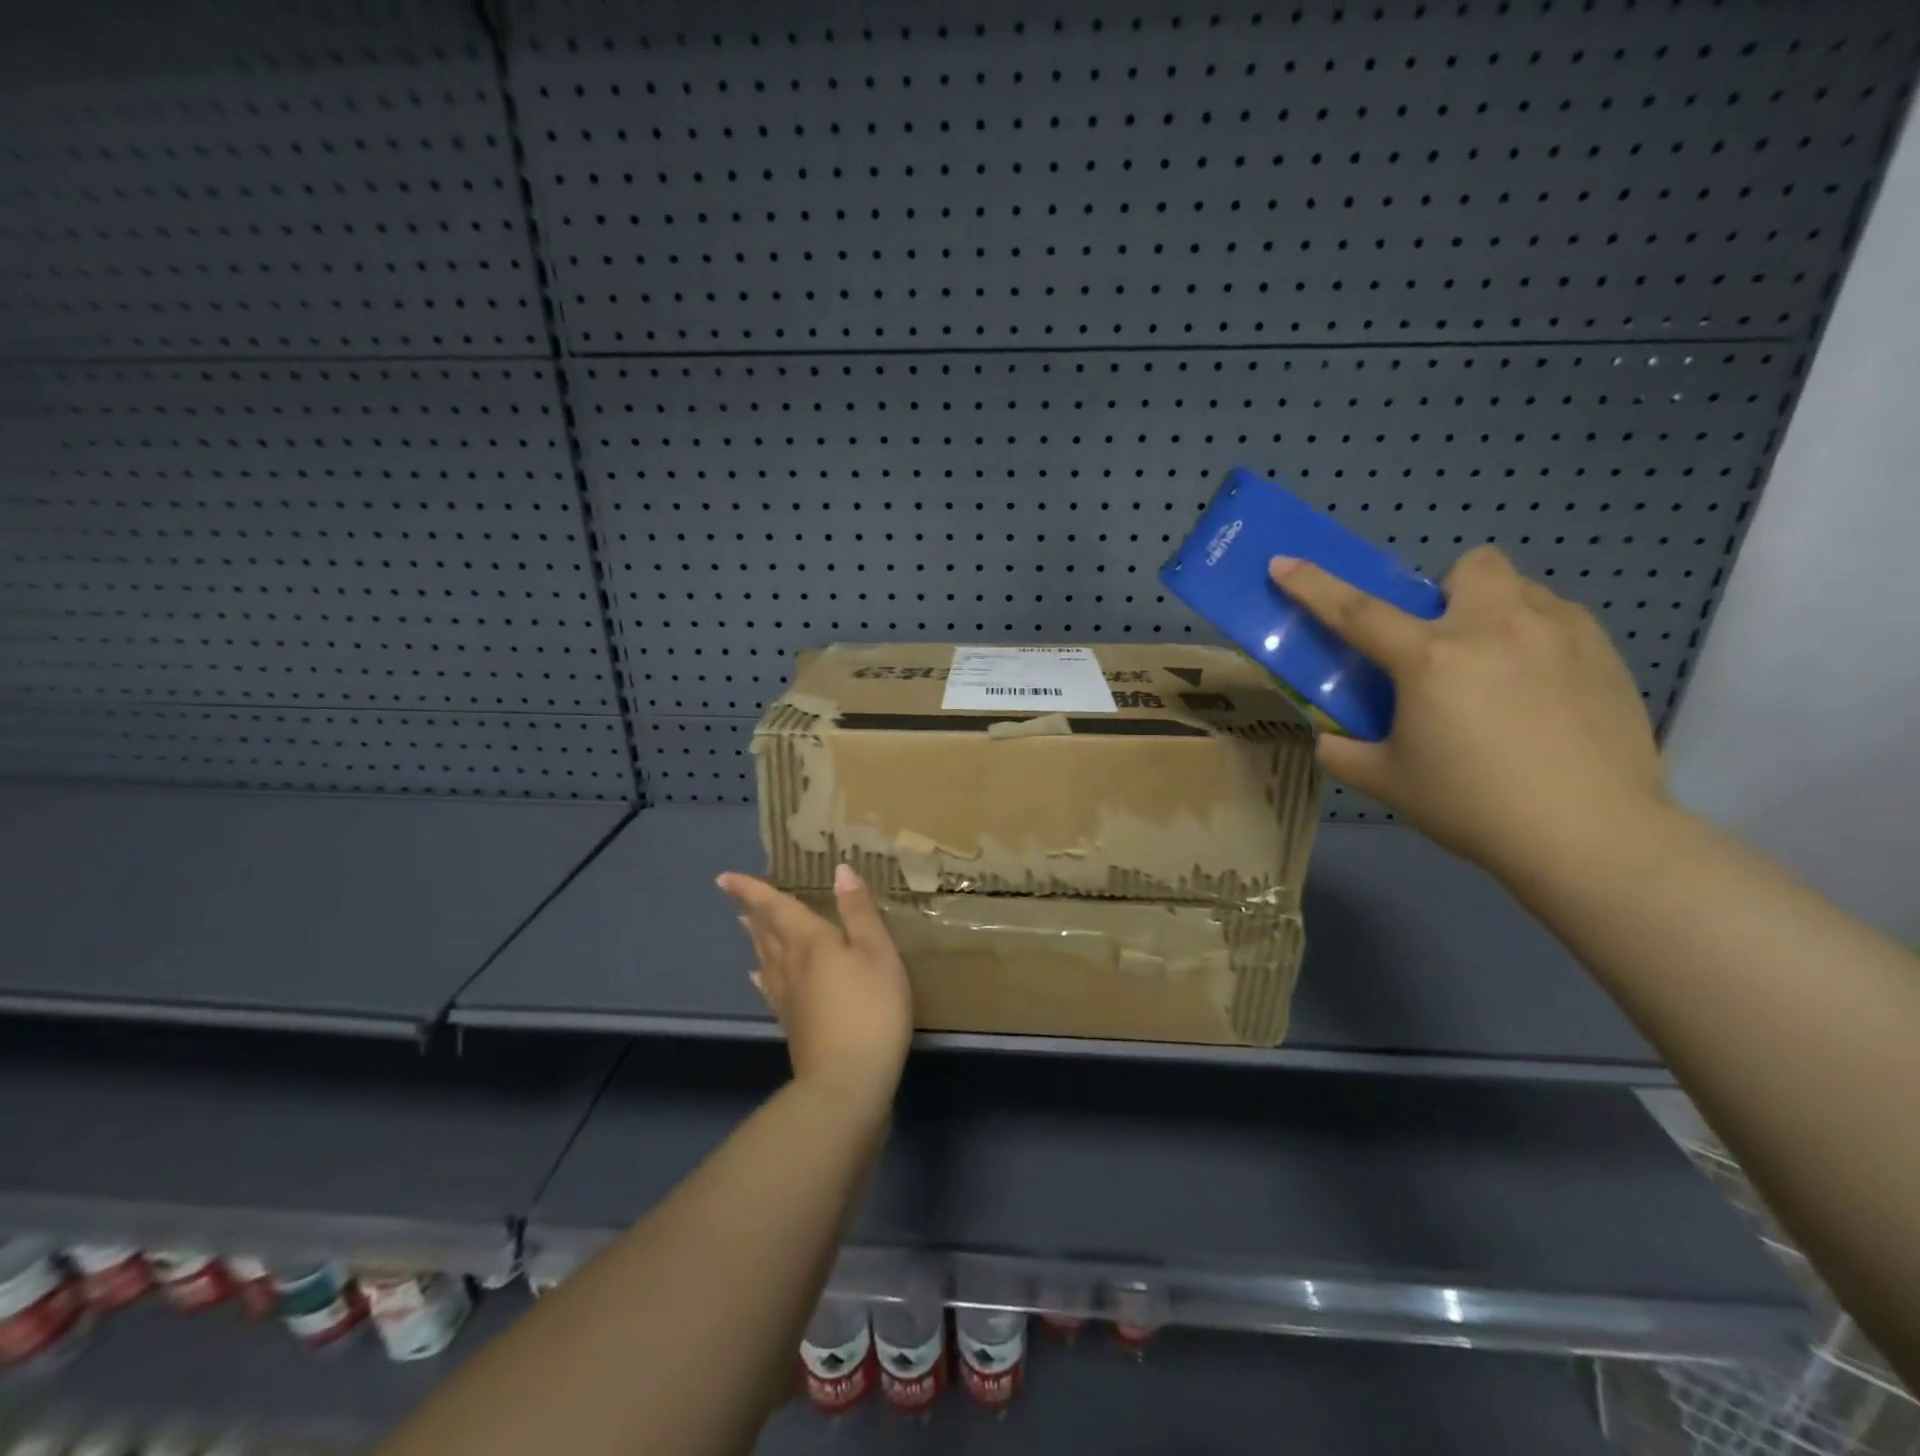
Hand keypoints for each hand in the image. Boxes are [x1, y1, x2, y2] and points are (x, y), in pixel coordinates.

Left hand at [716, 863, 913, 1114]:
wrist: (847, 1081)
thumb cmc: (869, 1008)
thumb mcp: (878, 952)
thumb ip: (859, 911)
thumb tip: (841, 870)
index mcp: (808, 940)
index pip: (775, 907)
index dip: (751, 890)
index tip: (724, 877)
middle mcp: (789, 964)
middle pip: (765, 931)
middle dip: (752, 911)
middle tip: (736, 895)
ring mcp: (786, 997)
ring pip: (764, 957)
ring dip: (755, 938)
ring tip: (747, 925)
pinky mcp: (791, 1023)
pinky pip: (769, 986)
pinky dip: (762, 973)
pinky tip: (759, 976)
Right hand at [1270, 546, 1666, 877]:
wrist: (1590, 836)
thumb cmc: (1473, 805)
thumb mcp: (1386, 782)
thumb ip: (1343, 753)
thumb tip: (1329, 739)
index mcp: (1430, 659)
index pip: (1355, 610)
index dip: (1312, 584)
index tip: (1283, 562)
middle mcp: (1494, 628)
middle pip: (1471, 566)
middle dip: (1449, 589)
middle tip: (1444, 641)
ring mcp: (1559, 634)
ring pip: (1521, 590)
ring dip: (1496, 614)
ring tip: (1496, 670)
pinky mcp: (1606, 654)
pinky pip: (1561, 621)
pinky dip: (1538, 639)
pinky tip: (1540, 692)